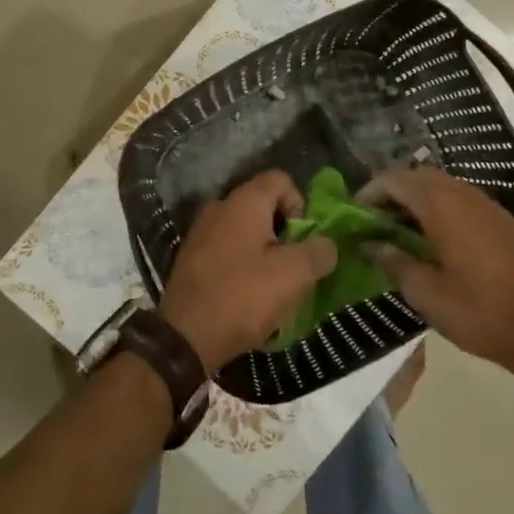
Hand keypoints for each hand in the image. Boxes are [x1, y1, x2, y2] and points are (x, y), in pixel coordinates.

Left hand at [159, 171, 335, 372]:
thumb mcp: (293, 275)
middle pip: (263, 204)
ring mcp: (201, 231)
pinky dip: (242, 263)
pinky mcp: (192, 256)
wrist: (185, 334)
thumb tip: (327, 244)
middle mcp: (220, 207)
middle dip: (284, 231)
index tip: (303, 239)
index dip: (300, 204)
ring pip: (245, 228)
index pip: (280, 179)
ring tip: (273, 284)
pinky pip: (227, 248)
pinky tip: (247, 294)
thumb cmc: (243, 297)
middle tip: (292, 265)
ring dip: (264, 250)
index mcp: (244, 202)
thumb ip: (318, 252)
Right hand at [357, 166, 513, 376]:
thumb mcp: (425, 293)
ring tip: (400, 232)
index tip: (354, 216)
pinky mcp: (503, 222)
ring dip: (416, 200)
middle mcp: (463, 194)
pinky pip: (461, 200)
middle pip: (417, 176)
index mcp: (440, 205)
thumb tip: (370, 245)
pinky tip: (435, 241)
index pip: (393, 179)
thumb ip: (393, 262)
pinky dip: (439, 209)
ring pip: (441, 186)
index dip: (369, 193)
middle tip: (375, 222)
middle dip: (391, 193)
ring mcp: (487, 205)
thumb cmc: (480, 311)